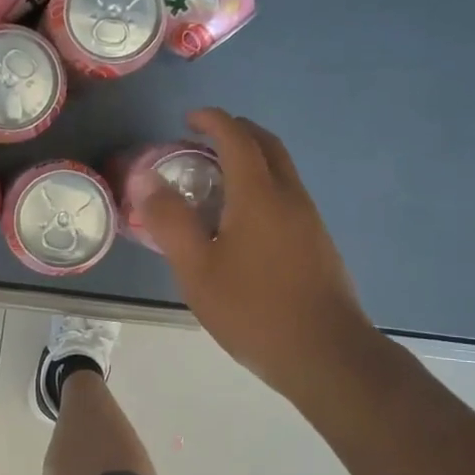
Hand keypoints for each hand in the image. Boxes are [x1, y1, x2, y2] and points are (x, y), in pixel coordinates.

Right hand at [141, 108, 375, 396]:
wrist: (326, 354)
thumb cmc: (253, 310)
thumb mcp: (197, 269)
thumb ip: (170, 221)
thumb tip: (148, 180)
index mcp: (259, 196)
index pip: (237, 138)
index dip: (213, 121)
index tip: (188, 119)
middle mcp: (290, 197)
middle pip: (267, 146)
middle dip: (236, 132)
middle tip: (202, 140)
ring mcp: (310, 220)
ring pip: (281, 170)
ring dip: (250, 159)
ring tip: (214, 178)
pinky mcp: (318, 243)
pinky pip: (286, 195)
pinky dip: (261, 185)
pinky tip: (240, 220)